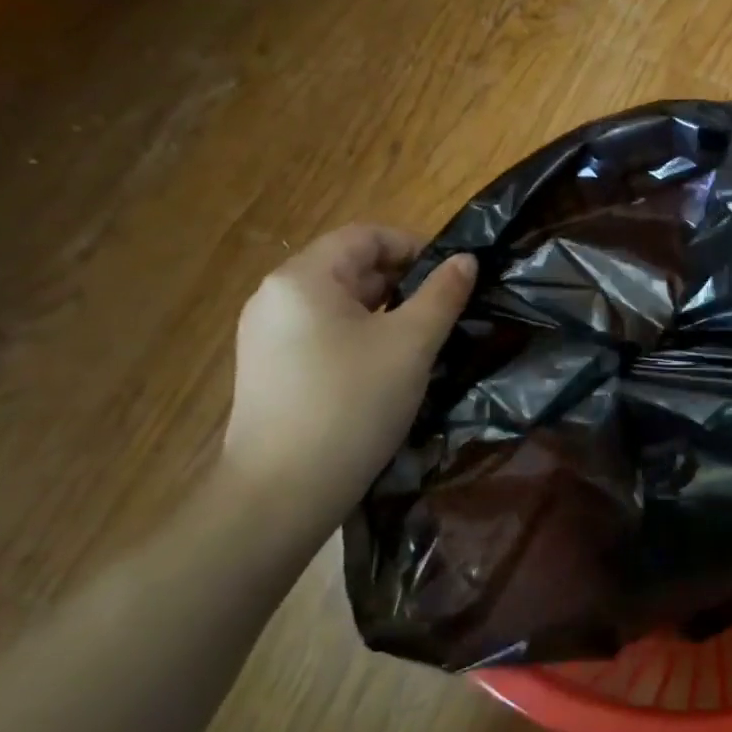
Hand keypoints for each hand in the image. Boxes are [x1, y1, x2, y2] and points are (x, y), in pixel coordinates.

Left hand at [221, 225, 474, 534]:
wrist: (281, 494)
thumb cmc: (351, 405)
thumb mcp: (410, 345)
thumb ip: (441, 295)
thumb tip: (466, 260)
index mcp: (302, 278)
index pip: (365, 236)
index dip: (413, 247)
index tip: (450, 278)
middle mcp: (274, 297)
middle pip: (348, 267)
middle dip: (401, 282)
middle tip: (442, 314)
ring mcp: (265, 336)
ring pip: (337, 304)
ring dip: (382, 312)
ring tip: (418, 344)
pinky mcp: (268, 370)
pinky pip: (321, 334)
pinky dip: (357, 337)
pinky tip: (382, 371)